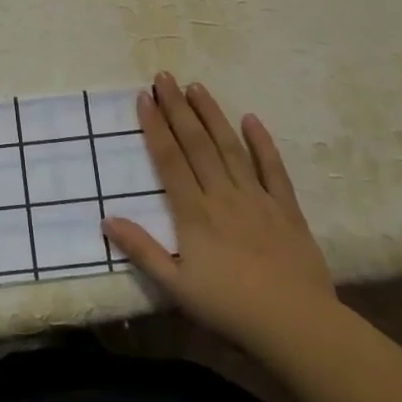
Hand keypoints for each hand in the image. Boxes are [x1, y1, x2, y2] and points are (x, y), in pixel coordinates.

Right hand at [103, 73, 335, 350]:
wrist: (296, 325)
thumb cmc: (230, 308)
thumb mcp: (176, 287)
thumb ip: (142, 250)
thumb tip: (106, 219)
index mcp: (194, 213)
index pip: (169, 159)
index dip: (155, 126)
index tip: (143, 97)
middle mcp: (223, 195)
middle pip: (196, 143)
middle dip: (177, 108)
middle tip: (164, 77)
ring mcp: (256, 198)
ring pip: (229, 147)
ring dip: (211, 115)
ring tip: (196, 86)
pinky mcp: (286, 208)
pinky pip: (272, 168)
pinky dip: (262, 142)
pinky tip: (251, 118)